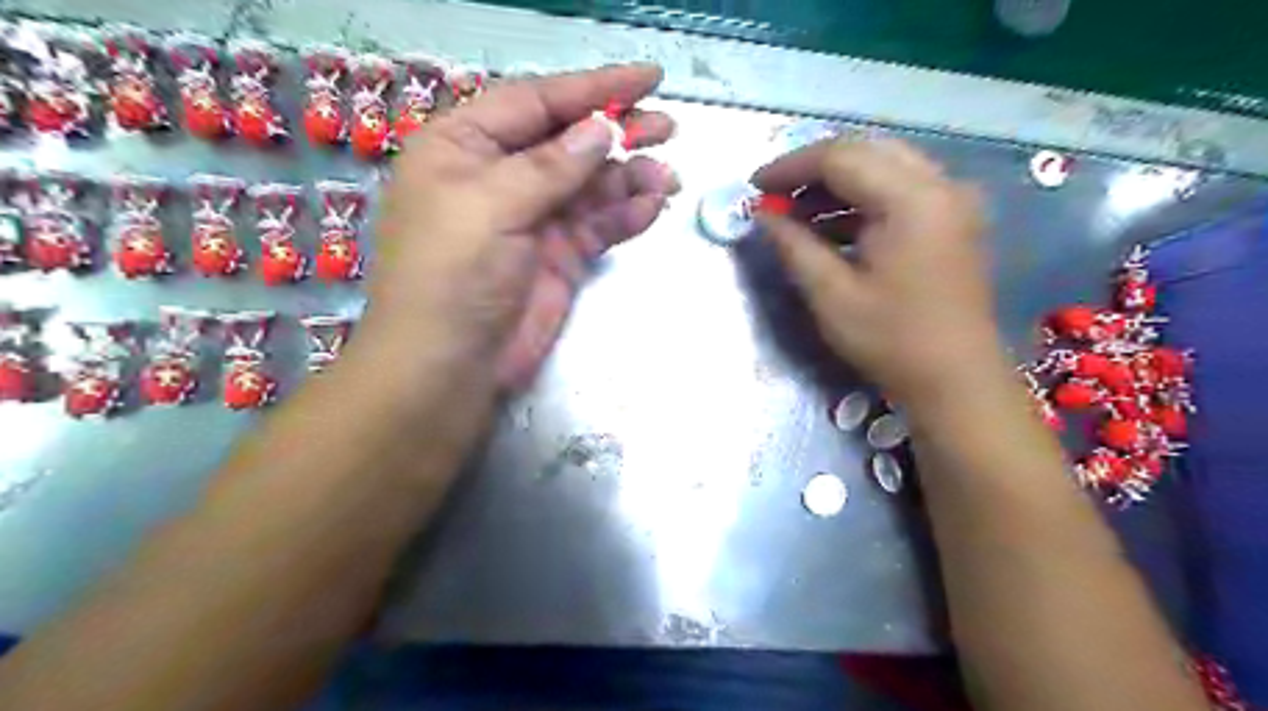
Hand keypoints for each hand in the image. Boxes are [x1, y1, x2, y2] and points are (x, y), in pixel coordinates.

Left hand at [368, 60, 677, 389]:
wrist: (451, 365)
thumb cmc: (452, 275)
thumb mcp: (491, 207)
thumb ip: (549, 167)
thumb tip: (601, 130)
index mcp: (465, 146)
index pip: (537, 102)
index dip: (593, 88)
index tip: (649, 79)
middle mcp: (500, 176)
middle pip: (569, 141)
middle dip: (618, 132)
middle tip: (667, 128)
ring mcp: (533, 218)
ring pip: (591, 186)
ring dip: (630, 178)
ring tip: (668, 178)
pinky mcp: (558, 256)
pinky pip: (598, 225)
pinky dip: (625, 215)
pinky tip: (652, 208)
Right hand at [745, 136, 995, 404]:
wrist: (957, 380)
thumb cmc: (891, 341)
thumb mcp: (831, 295)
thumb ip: (794, 246)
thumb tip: (763, 215)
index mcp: (912, 200)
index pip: (841, 157)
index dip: (791, 167)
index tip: (755, 187)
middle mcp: (939, 185)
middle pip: (865, 151)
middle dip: (813, 168)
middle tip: (775, 195)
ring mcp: (952, 200)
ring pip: (884, 166)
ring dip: (837, 182)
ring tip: (796, 211)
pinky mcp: (953, 219)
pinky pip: (900, 188)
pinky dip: (862, 198)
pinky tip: (832, 225)